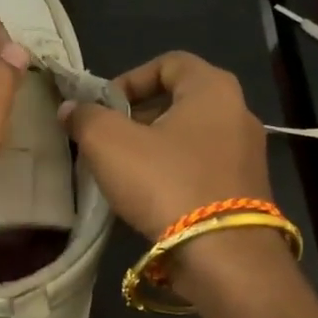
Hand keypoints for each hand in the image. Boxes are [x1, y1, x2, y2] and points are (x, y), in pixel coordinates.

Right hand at [62, 51, 272, 239]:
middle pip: (179, 100)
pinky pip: (201, 167)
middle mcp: (238, 113)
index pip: (169, 62)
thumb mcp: (109, 143)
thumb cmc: (165, 182)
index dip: (130, 78)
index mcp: (213, 88)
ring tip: (122, 171)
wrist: (222, 255)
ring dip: (153, 147)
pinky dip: (173, 172)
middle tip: (106, 140)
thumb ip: (85, 117)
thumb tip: (71, 109)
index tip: (104, 107)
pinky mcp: (245, 190)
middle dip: (136, 116)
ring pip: (189, 136)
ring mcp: (247, 154)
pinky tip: (149, 196)